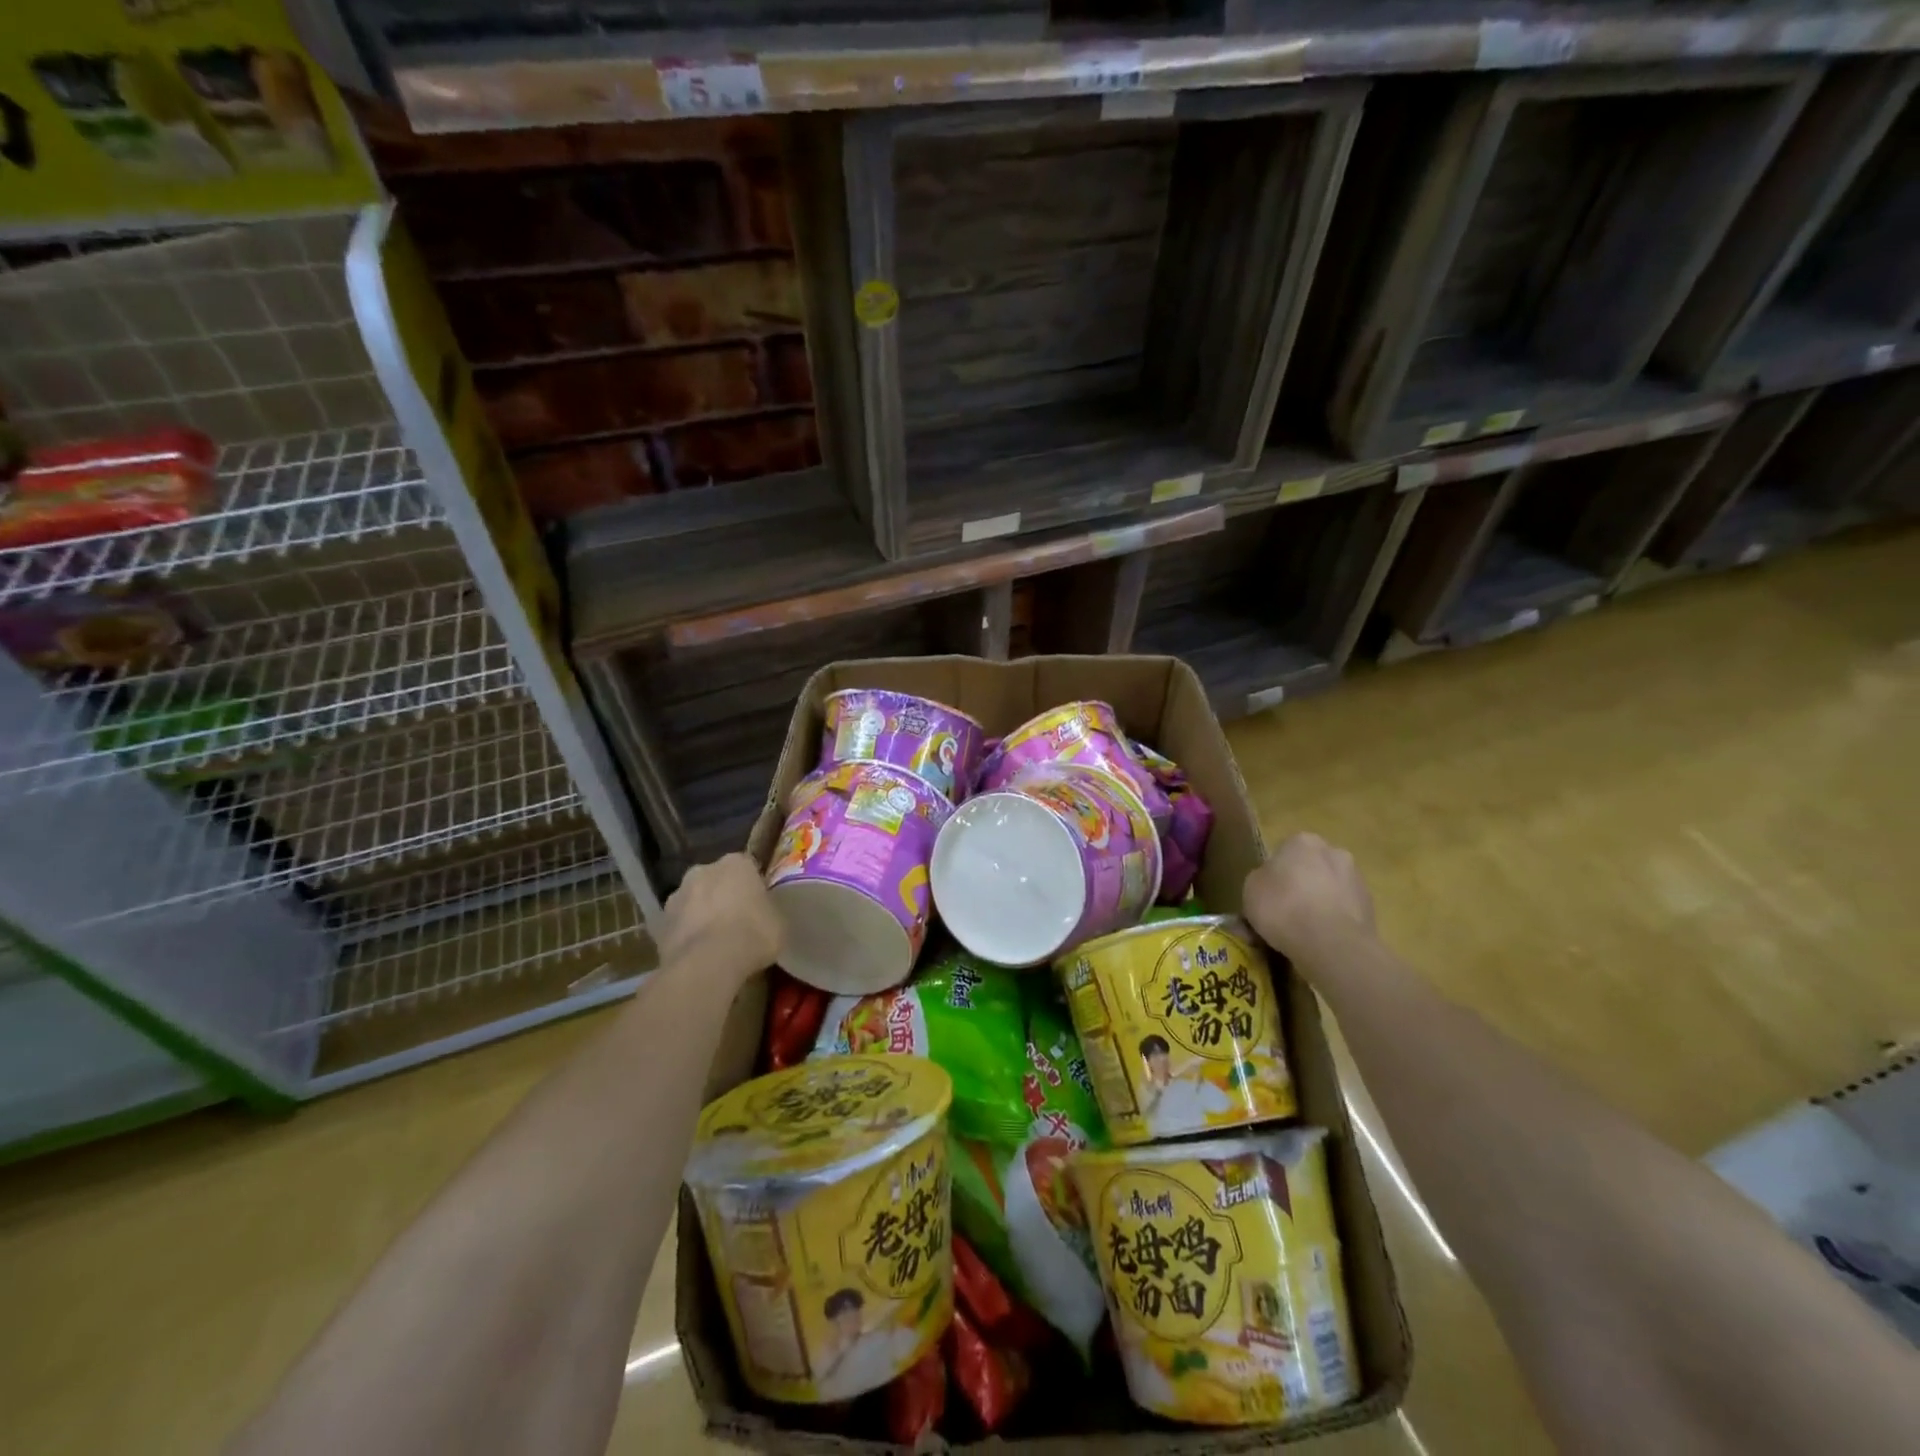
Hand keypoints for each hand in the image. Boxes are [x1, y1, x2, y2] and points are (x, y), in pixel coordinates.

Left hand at [659, 853, 781, 987]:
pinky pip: (679, 926)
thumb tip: (764, 916)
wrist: (707, 963)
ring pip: (694, 902)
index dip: (753, 887)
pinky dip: (686, 936)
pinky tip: (699, 956)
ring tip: (715, 944)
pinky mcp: (659, 923)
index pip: (747, 868)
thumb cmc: (752, 934)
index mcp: (736, 863)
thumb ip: (769, 911)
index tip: (759, 905)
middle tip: (737, 922)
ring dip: (701, 915)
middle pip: (716, 881)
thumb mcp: (779, 923)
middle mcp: (702, 870)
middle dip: (723, 896)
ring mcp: (676, 895)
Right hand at [1243, 832, 1374, 961]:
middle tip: (1284, 911)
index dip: (1273, 874)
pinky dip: (1332, 922)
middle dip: (1300, 885)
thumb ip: (1261, 878)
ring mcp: (1357, 880)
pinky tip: (1319, 942)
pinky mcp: (1371, 909)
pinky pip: (1342, 912)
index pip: (1284, 851)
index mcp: (1303, 841)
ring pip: (1329, 890)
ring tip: (1301, 933)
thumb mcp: (1251, 889)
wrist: (1331, 944)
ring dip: (1318, 904)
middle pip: (1310, 868)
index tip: (1266, 894)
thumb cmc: (1283, 907)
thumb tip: (1271, 881)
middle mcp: (1334, 852)